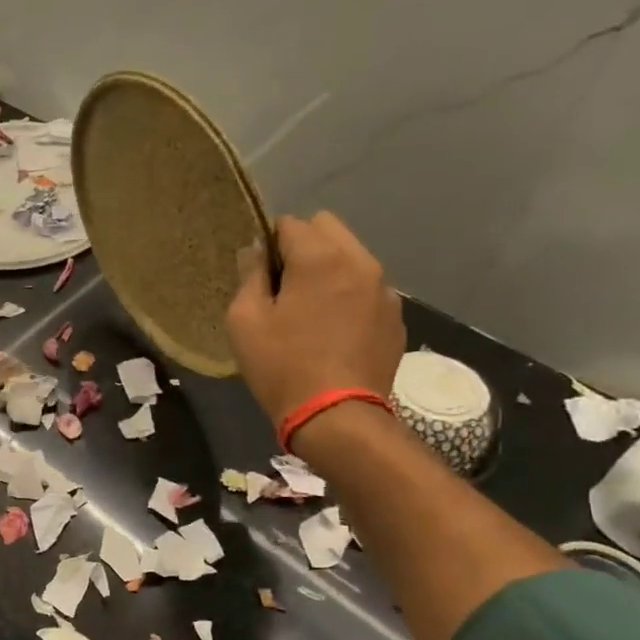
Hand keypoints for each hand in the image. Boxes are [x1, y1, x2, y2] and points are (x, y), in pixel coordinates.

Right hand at [225, 211, 404, 434]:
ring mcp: (385, 290)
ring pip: (351, 257)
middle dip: (302, 245)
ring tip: (309, 309)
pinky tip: (332, 331)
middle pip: (328, 228)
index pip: (290, 223)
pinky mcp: (395, 318)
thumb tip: (257, 252)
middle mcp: (361, 262)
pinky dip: (347, 295)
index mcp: (321, 258)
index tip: (257, 273)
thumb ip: (249, 276)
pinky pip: (366, 288)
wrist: (337, 416)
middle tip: (282, 285)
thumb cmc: (281, 365)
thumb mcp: (245, 320)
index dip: (268, 242)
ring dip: (328, 269)